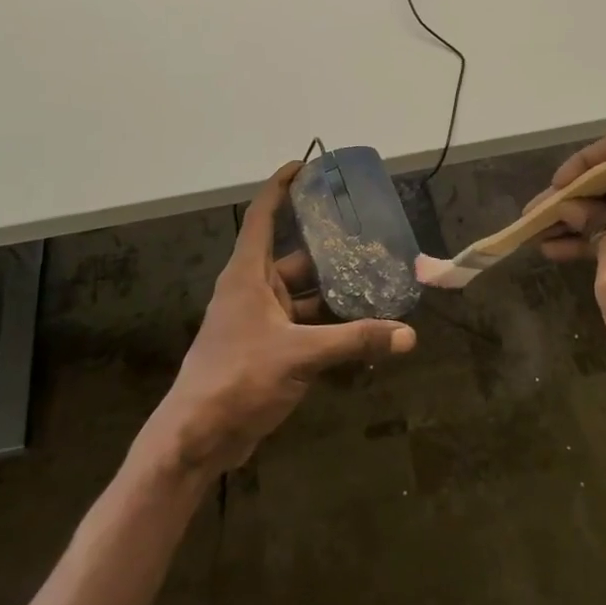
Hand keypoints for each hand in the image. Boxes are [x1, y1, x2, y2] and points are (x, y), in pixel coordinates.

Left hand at [144, 162, 415, 476]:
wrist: (197, 439)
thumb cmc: (237, 378)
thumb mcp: (299, 355)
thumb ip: (355, 341)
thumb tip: (408, 334)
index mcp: (248, 275)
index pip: (263, 216)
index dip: (281, 187)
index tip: (305, 165)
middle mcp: (254, 291)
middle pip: (295, 256)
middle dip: (330, 248)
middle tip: (370, 235)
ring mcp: (262, 322)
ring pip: (305, 296)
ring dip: (336, 291)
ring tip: (378, 279)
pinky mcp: (270, 351)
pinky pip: (308, 327)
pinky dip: (332, 325)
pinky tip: (365, 327)